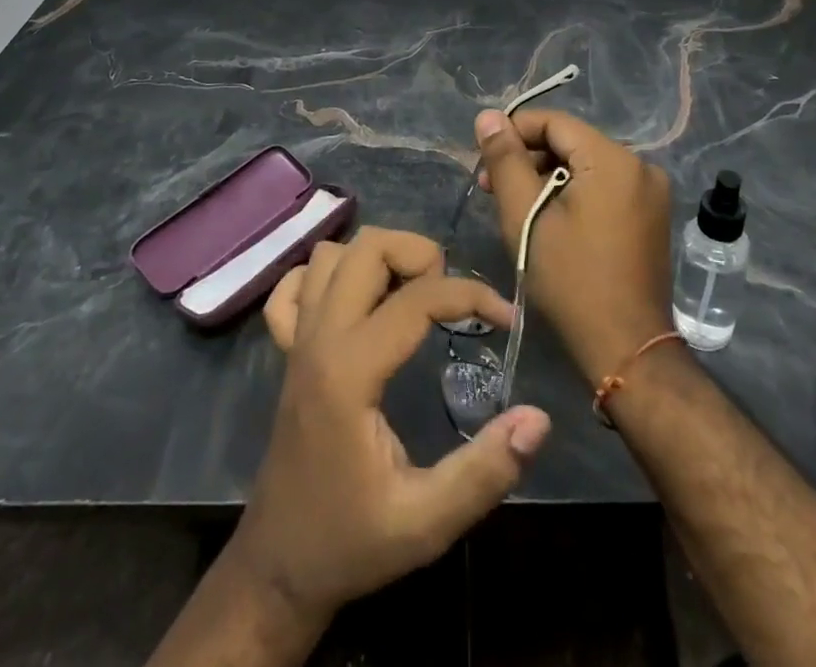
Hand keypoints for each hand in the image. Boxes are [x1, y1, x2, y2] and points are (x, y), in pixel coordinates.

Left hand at [235, 227, 551, 616]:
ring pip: (331, 255)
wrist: (278, 567)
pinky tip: (353, 303)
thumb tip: (538, 419)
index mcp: (350, 371)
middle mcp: (319, 337)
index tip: (506, 319)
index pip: (416, 298)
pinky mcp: (286, 349)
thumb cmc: (350, 542)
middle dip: (420, 255)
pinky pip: (294, 286)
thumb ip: (485, 471)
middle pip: (368, 248)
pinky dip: (324, 277)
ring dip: (377, 259)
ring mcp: (297, 338)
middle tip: (451, 298)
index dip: (471, 295)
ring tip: (411, 295)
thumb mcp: (426, 523)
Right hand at [475, 109, 673, 381]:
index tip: (484, 161)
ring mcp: (650, 192)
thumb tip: (488, 116)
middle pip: (571, 143)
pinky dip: (573, 194)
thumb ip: (505, 159)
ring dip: (548, 178)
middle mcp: (640, 165)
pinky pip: (604, 186)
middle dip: (528, 159)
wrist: (627, 348)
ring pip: (586, 165)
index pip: (554, 122)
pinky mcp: (651, 215)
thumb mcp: (526, 216)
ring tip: (516, 208)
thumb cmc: (571, 279)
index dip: (514, 133)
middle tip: (491, 189)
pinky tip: (549, 219)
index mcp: (613, 159)